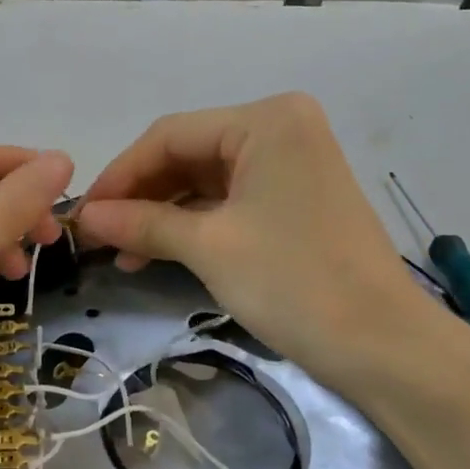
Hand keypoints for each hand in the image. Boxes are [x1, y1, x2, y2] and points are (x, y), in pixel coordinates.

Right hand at [73, 94, 469, 400]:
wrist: (386, 348)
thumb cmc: (295, 283)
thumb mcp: (210, 248)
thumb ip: (142, 224)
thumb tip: (85, 217)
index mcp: (266, 120)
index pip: (170, 135)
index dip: (120, 174)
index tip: (83, 213)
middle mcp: (281, 128)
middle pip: (188, 154)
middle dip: (140, 196)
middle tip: (98, 236)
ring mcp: (291, 163)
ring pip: (205, 180)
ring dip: (162, 215)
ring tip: (122, 254)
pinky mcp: (295, 198)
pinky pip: (229, 200)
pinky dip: (193, 225)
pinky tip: (158, 253)